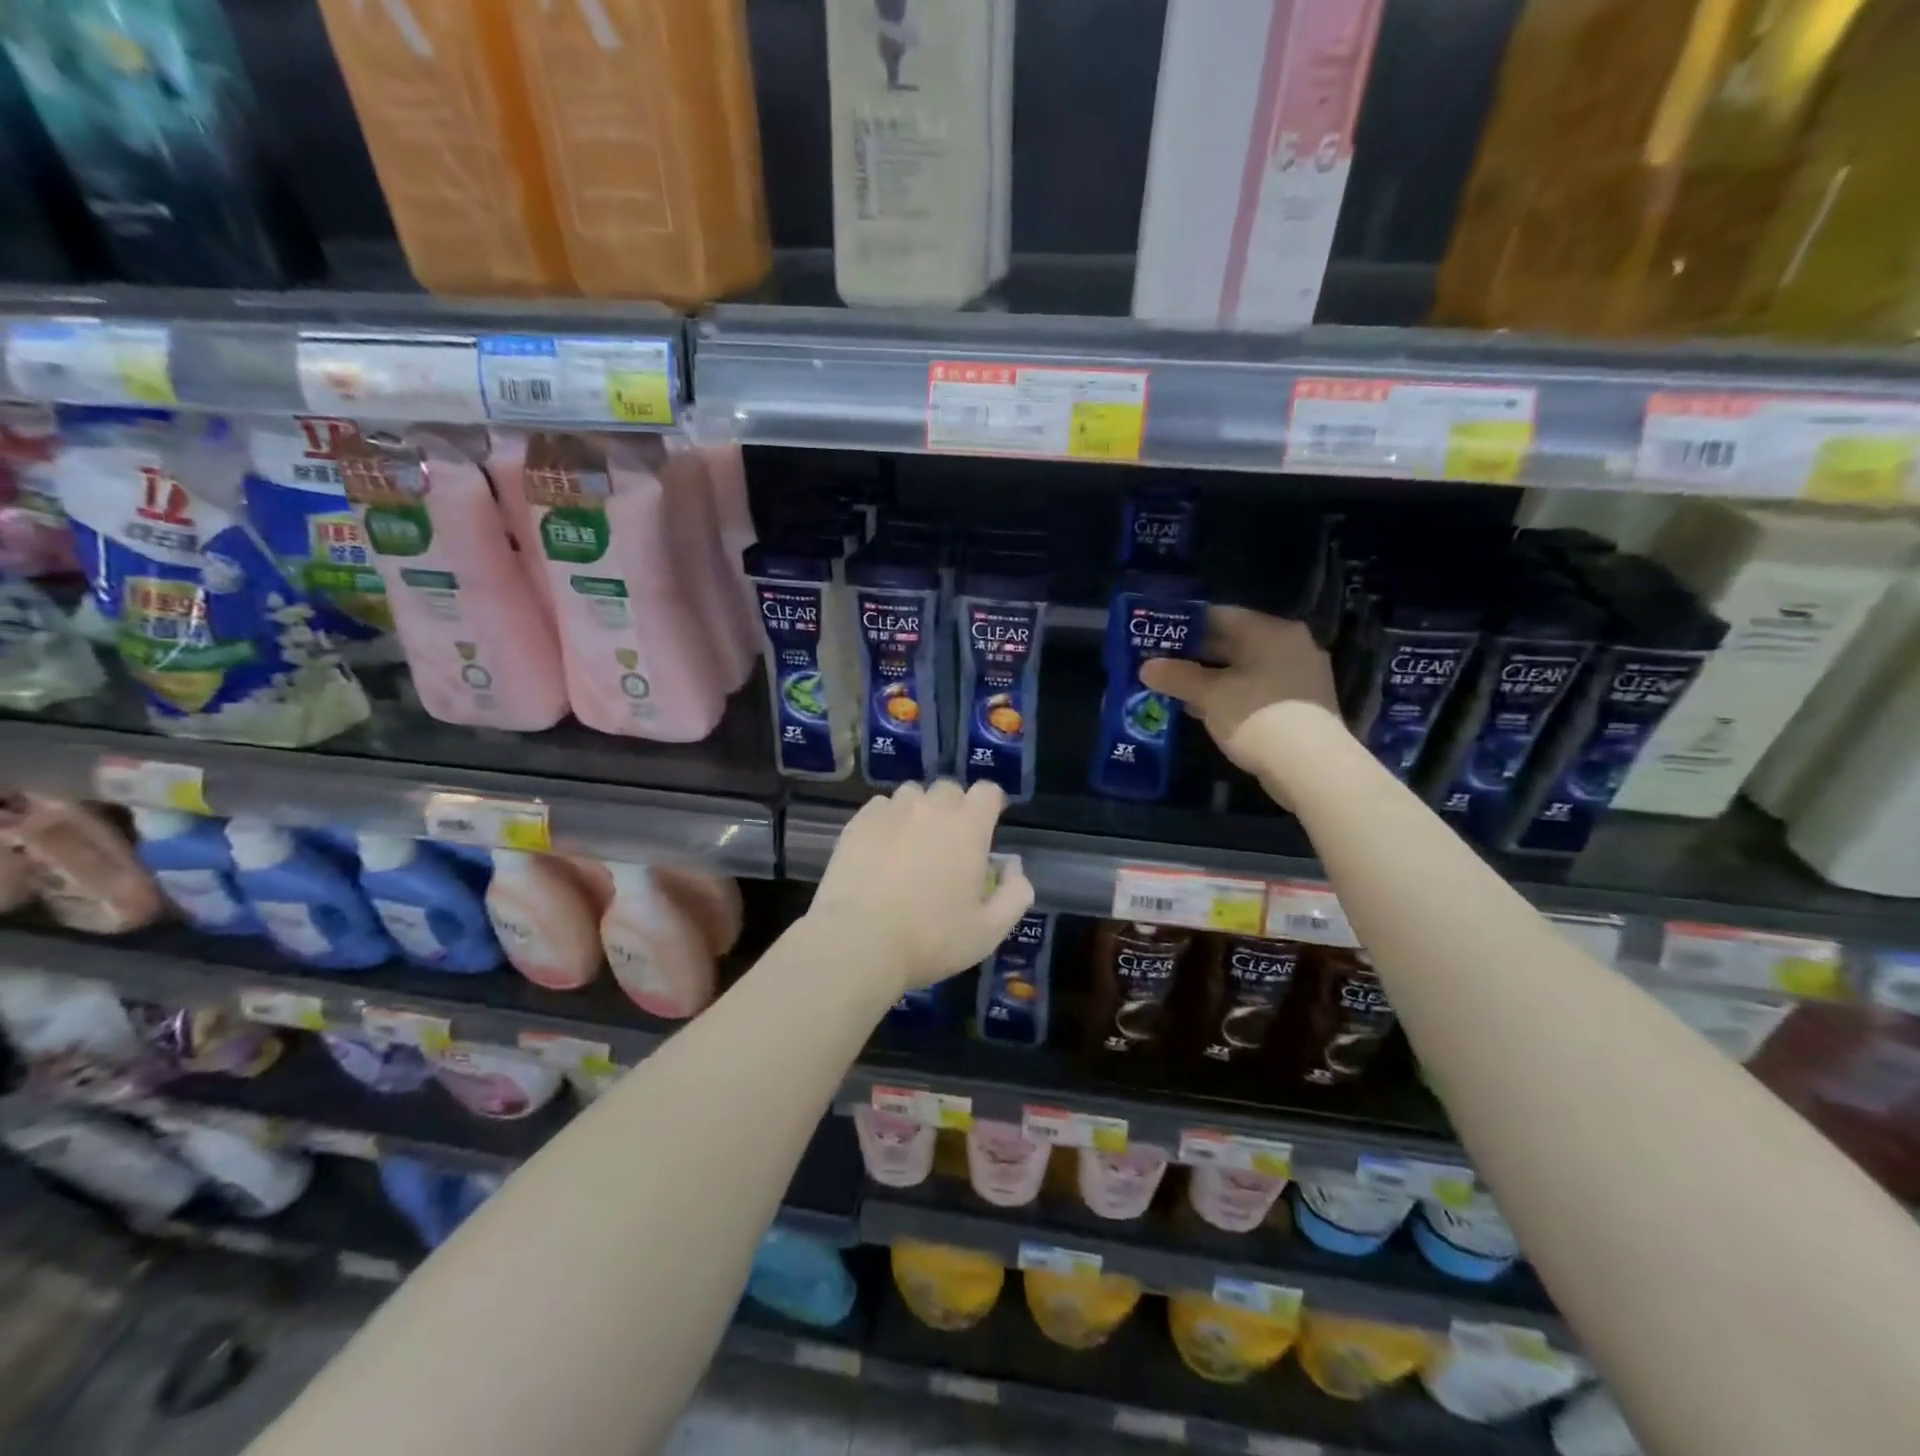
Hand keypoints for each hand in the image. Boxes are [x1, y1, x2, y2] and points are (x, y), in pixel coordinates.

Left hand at [809, 780, 1035, 994]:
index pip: (988, 791)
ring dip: (919, 811)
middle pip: (949, 789)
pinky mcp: (858, 822)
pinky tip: (882, 849)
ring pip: (912, 795)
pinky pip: (881, 807)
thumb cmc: (932, 938)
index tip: (987, 826)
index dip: (991, 805)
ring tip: (912, 843)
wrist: (859, 941)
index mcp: (968, 827)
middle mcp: (931, 808)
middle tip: (949, 843)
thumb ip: (1015, 893)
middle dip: (955, 808)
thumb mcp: (989, 930)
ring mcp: (891, 811)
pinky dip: (888, 820)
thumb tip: (1013, 866)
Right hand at [1139, 606, 1338, 772]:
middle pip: (1234, 642)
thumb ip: (1176, 677)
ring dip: (1213, 678)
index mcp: (1270, 630)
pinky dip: (1233, 695)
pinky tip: (1208, 711)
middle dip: (1197, 656)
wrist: (1311, 767)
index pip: (1219, 616)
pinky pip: (1259, 689)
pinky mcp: (1303, 704)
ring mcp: (1301, 675)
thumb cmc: (1256, 717)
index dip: (1184, 626)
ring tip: (1179, 691)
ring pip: (1246, 668)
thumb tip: (1146, 667)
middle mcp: (1291, 644)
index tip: (1157, 639)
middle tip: (1163, 666)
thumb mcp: (1208, 696)